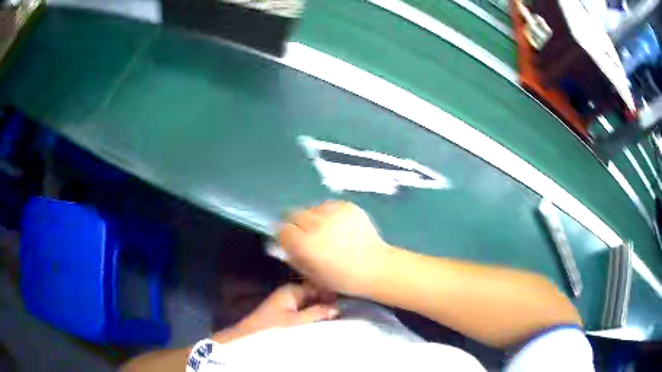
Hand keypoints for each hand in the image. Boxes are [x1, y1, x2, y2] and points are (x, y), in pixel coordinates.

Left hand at [212, 283, 337, 342]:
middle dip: (327, 298)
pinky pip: (305, 304)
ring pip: (310, 298)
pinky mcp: (286, 307)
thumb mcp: (296, 321)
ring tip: (337, 310)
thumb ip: (316, 313)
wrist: (251, 332)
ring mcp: (288, 299)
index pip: (317, 285)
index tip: (346, 296)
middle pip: (314, 291)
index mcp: (292, 290)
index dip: (331, 291)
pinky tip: (323, 315)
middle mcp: (291, 291)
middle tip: (344, 305)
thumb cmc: (272, 325)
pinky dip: (314, 308)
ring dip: (321, 304)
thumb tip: (336, 308)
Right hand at [277, 201, 393, 296]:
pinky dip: (328, 214)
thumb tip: (281, 244)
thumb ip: (293, 256)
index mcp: (305, 244)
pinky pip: (328, 205)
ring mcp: (333, 212)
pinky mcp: (347, 205)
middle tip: (307, 234)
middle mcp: (316, 224)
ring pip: (311, 208)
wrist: (375, 267)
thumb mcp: (311, 274)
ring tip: (326, 230)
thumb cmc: (342, 278)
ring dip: (313, 218)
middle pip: (293, 214)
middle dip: (296, 224)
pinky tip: (339, 226)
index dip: (285, 236)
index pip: (282, 229)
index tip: (291, 241)